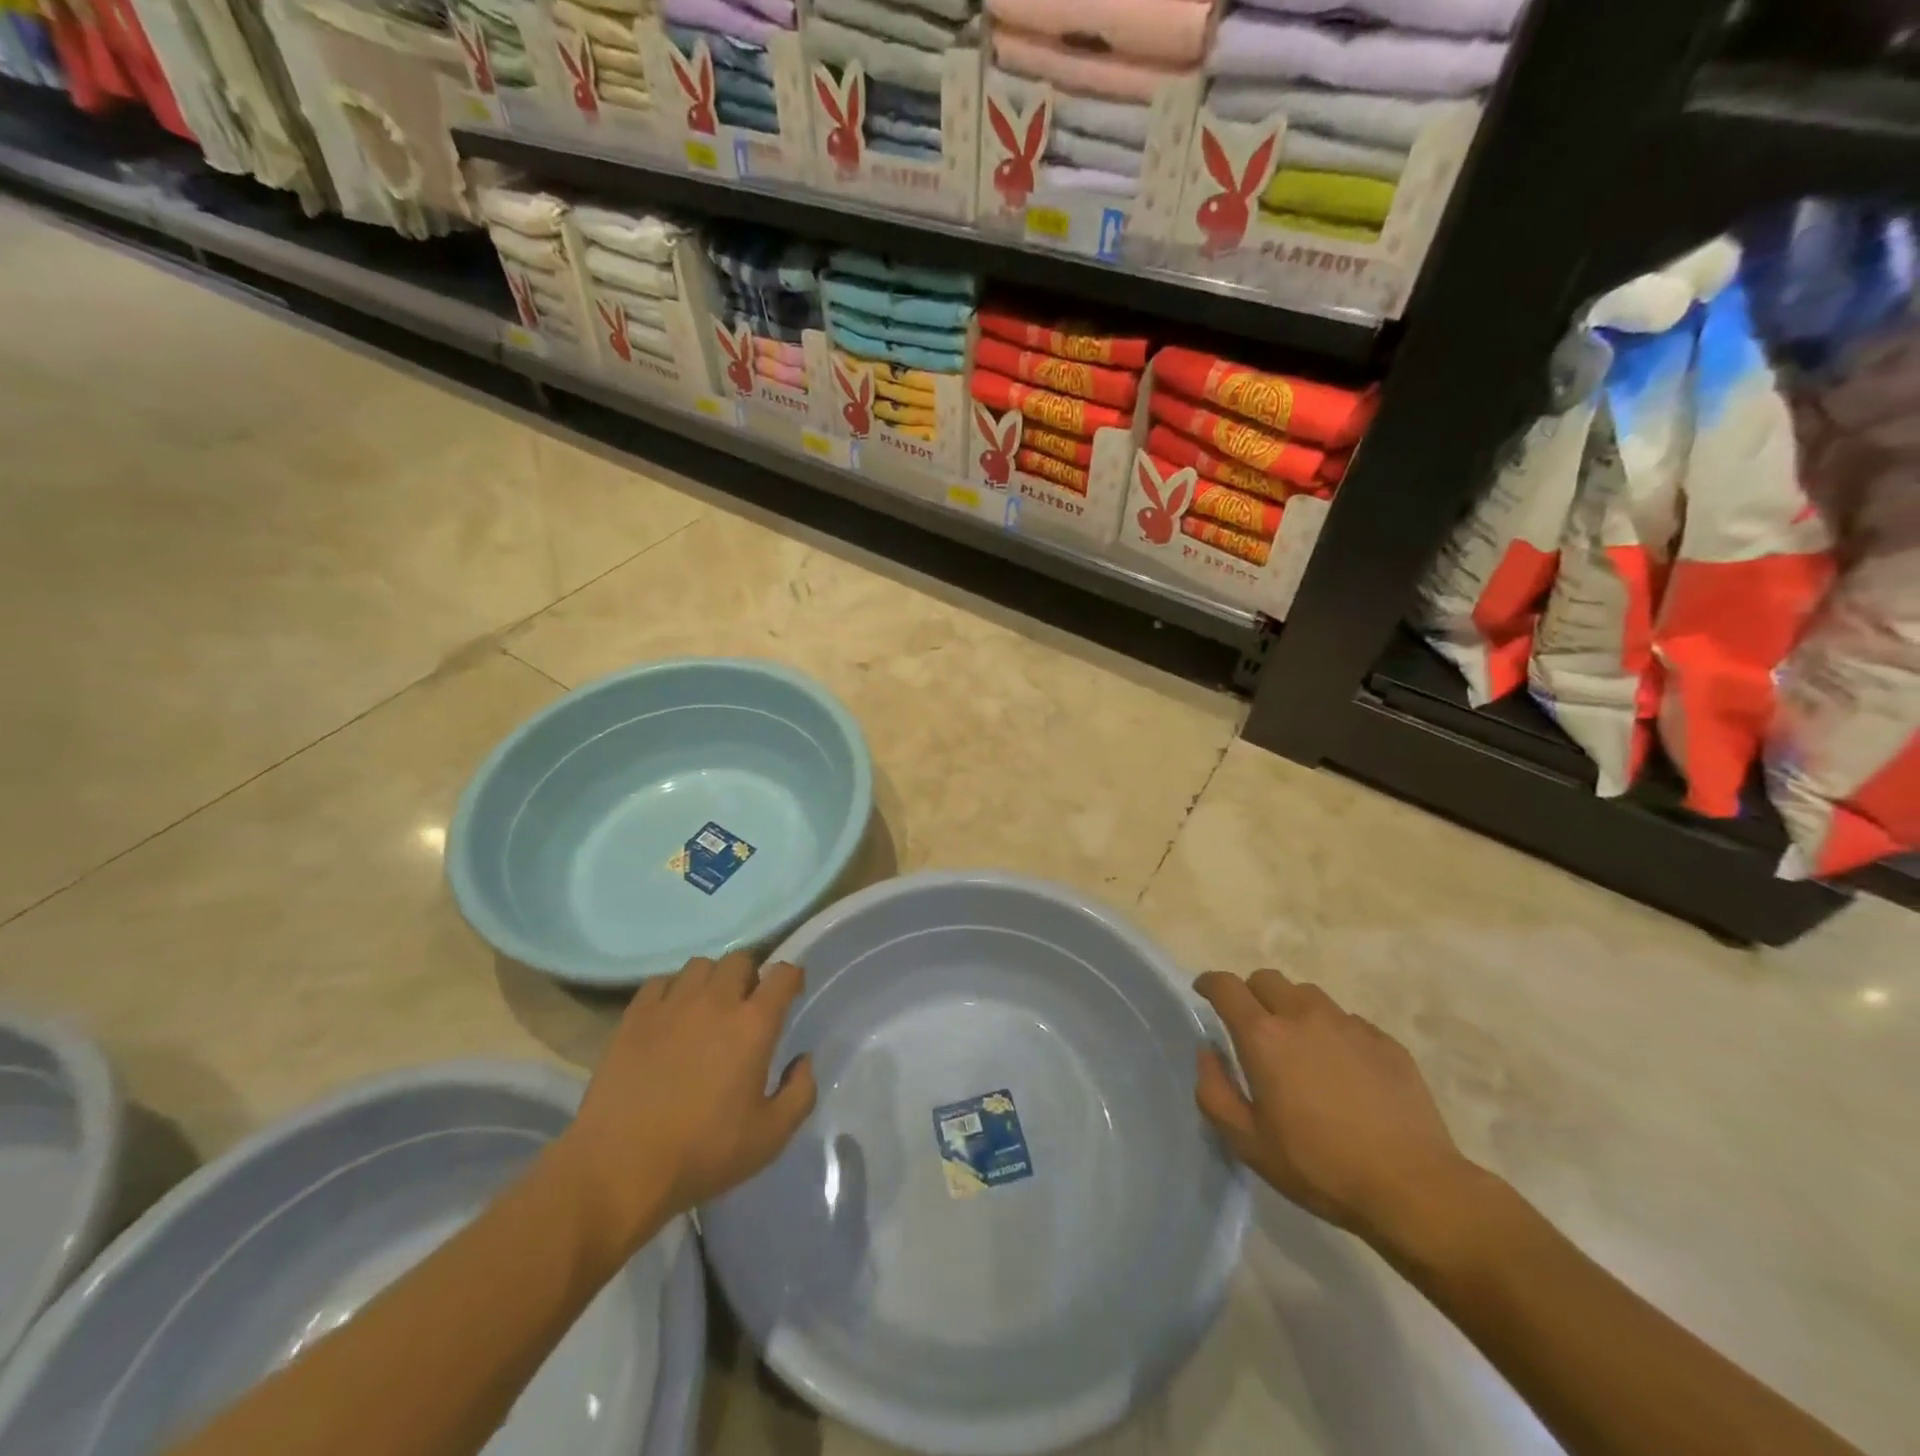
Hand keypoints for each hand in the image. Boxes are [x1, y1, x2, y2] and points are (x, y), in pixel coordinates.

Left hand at [560, 953, 815, 1258]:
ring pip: (700, 966)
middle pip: (740, 960)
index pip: (783, 975)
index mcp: (754, 1025)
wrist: (620, 1168)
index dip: (792, 977)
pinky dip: (672, 990)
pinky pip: (660, 982)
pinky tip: (670, 1016)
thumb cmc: (703, 1153)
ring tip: (707, 1007)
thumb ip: (800, 1093)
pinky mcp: (635, 1016)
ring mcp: (672, 1005)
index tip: (791, 993)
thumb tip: (803, 1060)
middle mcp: (716, 1002)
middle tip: (746, 1005)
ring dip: (712, 980)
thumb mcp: (770, 1137)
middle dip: (750, 976)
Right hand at [1193, 969, 1476, 1251]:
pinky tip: (1342, 1070)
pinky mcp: (1385, 1041)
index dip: (1210, 983)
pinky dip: (1332, 1032)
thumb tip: (1209, 1053)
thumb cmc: (1318, 1166)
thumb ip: (1215, 1091)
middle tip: (1252, 1026)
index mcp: (1264, 1036)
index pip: (1226, 986)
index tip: (1204, 992)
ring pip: (1308, 995)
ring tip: (1299, 1045)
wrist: (1412, 1188)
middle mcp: (1303, 1016)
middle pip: (1267, 979)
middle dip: (1251, 993)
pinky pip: (1347, 1021)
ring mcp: (1348, 1025)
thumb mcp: (1247, 1143)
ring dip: (1292, 1009)